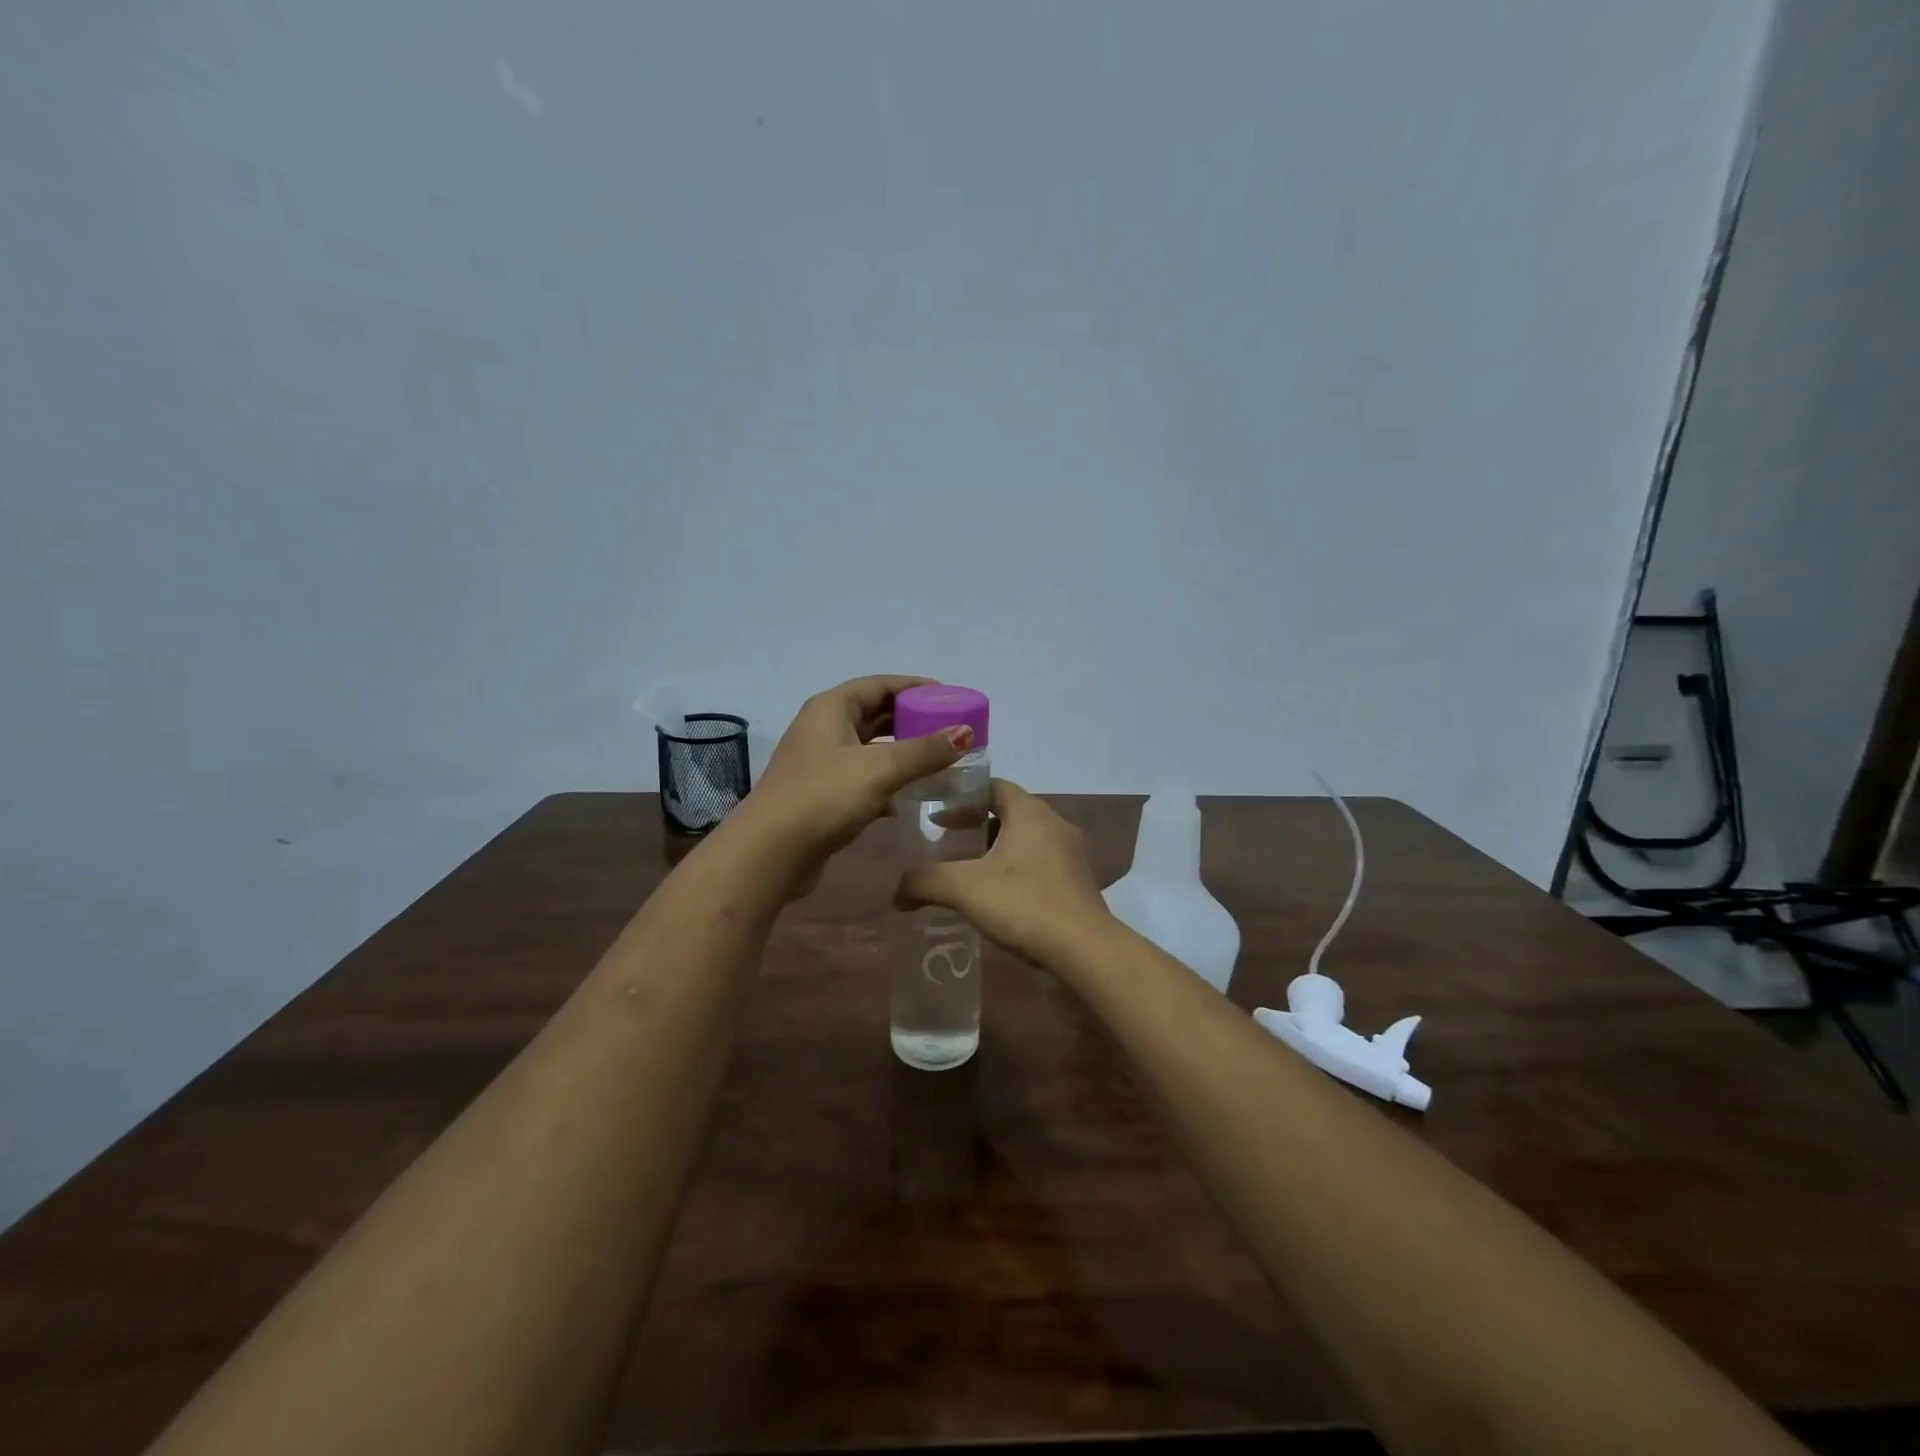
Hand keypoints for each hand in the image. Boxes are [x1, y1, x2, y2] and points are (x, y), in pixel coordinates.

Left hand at [746, 675, 973, 888]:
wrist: (771, 853)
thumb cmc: (824, 797)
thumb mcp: (880, 769)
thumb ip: (925, 751)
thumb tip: (966, 731)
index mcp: (831, 708)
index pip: (879, 685)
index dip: (914, 687)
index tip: (949, 697)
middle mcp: (823, 729)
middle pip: (875, 714)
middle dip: (912, 720)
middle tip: (949, 729)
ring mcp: (821, 763)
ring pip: (870, 749)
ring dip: (902, 752)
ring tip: (938, 760)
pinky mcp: (823, 795)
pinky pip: (863, 778)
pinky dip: (887, 781)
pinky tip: (909, 796)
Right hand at [893, 778, 1112, 966]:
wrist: (1084, 950)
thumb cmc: (1024, 903)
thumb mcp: (964, 888)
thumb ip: (924, 881)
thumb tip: (896, 891)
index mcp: (1030, 812)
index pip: (993, 786)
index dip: (962, 796)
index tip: (936, 812)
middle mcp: (1055, 824)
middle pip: (1009, 812)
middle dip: (976, 825)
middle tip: (947, 842)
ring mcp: (1071, 854)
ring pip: (1025, 840)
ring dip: (996, 850)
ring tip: (968, 872)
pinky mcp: (1078, 881)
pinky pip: (1040, 864)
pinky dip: (1016, 870)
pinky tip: (998, 897)